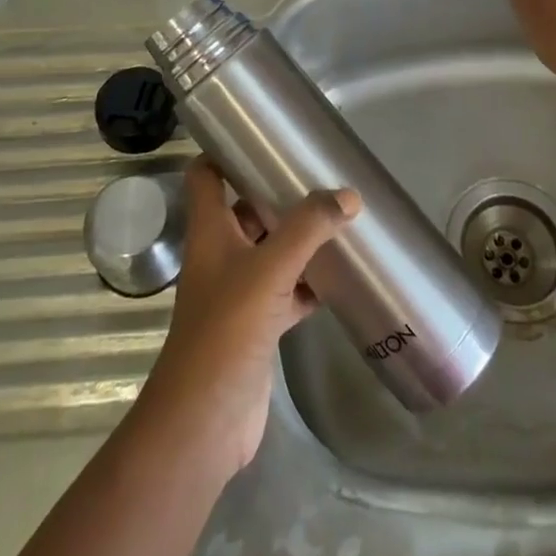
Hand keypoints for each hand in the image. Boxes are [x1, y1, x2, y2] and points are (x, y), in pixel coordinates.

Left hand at [134, 158, 360, 476]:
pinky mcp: (257, 326)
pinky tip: (339, 276)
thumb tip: (349, 196)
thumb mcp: (269, 268)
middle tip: (318, 173)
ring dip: (298, 238)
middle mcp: (220, 255)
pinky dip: (309, 282)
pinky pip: (287, 291)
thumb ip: (309, 228)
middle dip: (278, 193)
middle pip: (246, 210)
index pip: (207, 175)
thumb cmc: (226, 329)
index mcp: (210, 231)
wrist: (205, 422)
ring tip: (338, 215)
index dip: (224, 150)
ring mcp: (238, 292)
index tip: (260, 132)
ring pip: (270, 251)